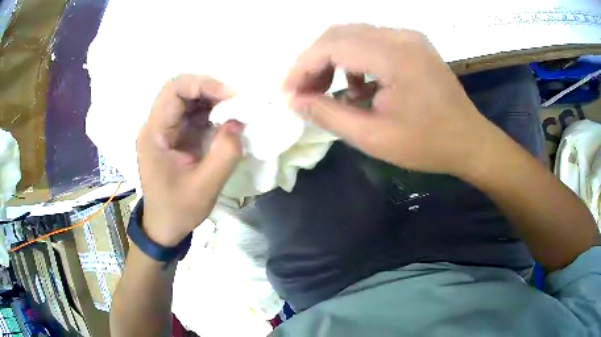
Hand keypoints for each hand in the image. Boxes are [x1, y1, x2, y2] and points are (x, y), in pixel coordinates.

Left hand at [136, 75, 243, 246]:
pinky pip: (192, 114)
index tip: (231, 97)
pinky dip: (211, 113)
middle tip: (235, 102)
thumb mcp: (205, 187)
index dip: (203, 85)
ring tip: (234, 111)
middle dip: (210, 90)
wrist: (164, 226)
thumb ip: (224, 153)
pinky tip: (225, 122)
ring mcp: (164, 130)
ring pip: (187, 99)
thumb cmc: (178, 210)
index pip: (174, 90)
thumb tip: (238, 123)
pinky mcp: (174, 136)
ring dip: (212, 100)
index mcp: (154, 134)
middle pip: (180, 90)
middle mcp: (156, 126)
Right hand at [284, 24, 497, 177]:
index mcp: (394, 56)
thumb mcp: (373, 137)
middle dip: (313, 61)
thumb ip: (328, 115)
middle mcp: (400, 36)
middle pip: (339, 33)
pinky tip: (357, 86)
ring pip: (353, 34)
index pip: (332, 45)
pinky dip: (354, 59)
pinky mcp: (413, 44)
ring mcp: (409, 37)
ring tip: (325, 89)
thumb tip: (294, 101)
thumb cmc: (427, 144)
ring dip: (332, 58)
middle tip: (303, 91)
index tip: (288, 92)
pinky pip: (372, 41)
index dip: (302, 67)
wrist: (469, 141)